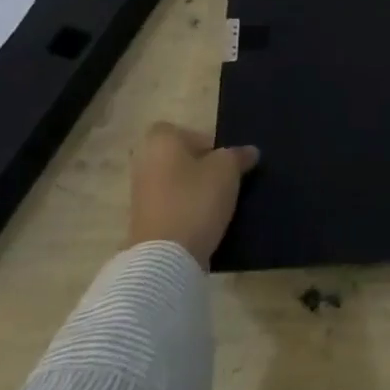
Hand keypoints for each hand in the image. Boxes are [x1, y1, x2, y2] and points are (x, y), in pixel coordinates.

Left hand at [125, 123, 260, 263]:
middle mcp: (144, 164)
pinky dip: (187, 210)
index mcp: (160, 143)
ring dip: (194, 190)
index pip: (180, 130)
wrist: (166, 258)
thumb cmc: (196, 199)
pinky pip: (171, 207)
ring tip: (220, 201)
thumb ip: (239, 155)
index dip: (202, 140)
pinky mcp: (144, 223)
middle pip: (178, 158)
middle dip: (200, 166)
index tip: (222, 157)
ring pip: (175, 183)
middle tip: (224, 177)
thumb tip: (249, 152)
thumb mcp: (228, 169)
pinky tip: (206, 221)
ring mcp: (141, 196)